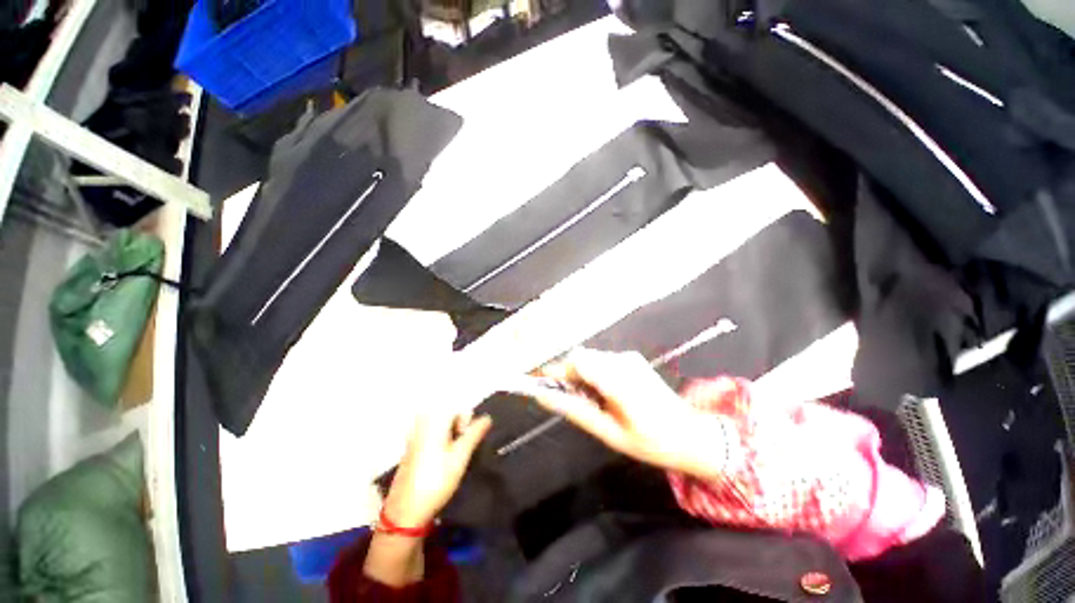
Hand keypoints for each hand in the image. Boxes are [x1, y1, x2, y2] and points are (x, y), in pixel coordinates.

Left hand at [382, 409, 492, 527]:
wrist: (405, 511)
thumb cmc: (436, 480)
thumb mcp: (461, 456)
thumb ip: (475, 433)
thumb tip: (487, 417)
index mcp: (433, 420)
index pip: (458, 409)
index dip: (467, 422)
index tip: (466, 440)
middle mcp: (422, 423)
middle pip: (449, 415)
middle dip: (459, 429)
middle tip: (459, 450)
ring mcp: (414, 435)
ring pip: (441, 426)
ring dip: (451, 437)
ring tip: (451, 458)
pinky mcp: (411, 448)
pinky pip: (432, 435)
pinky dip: (441, 443)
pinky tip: (440, 463)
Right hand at [532, 348, 725, 478]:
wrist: (691, 434)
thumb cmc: (649, 441)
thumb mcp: (608, 431)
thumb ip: (574, 409)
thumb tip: (543, 396)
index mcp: (618, 380)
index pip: (576, 361)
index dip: (554, 369)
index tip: (539, 382)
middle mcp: (622, 361)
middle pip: (581, 357)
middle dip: (566, 374)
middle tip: (565, 397)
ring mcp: (629, 357)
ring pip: (590, 357)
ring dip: (579, 374)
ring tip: (586, 399)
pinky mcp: (632, 358)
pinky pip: (602, 360)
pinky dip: (592, 372)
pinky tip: (601, 392)